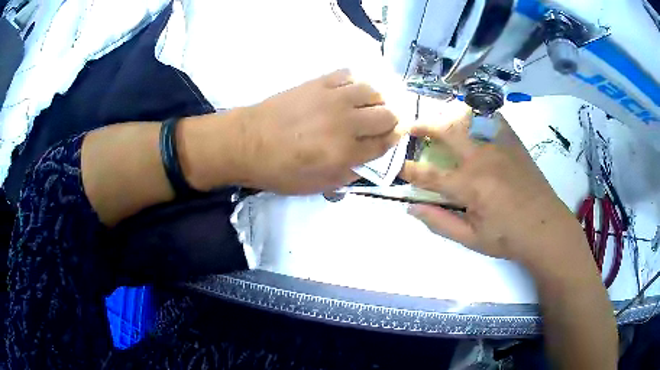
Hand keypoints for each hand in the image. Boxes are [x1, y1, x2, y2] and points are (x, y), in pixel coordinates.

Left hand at [235, 69, 401, 193]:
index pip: (384, 143)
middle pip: (386, 115)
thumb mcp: (314, 186)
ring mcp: (333, 98)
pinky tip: (353, 88)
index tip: (396, 135)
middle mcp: (345, 123)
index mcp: (345, 153)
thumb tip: (365, 164)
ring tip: (373, 103)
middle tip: (388, 121)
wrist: (247, 142)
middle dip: (394, 119)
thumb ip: (345, 176)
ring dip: (379, 98)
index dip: (394, 139)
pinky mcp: (318, 83)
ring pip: (373, 90)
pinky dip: (358, 80)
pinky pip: (349, 74)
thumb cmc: (278, 169)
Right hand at [400, 104, 585, 265]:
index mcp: (470, 185)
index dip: (410, 171)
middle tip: (411, 127)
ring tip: (440, 120)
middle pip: (446, 130)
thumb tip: (411, 208)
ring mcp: (499, 145)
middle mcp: (482, 158)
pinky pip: (492, 117)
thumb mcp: (471, 239)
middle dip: (423, 125)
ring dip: (448, 116)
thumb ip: (440, 222)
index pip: (430, 175)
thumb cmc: (508, 237)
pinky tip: (473, 119)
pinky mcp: (513, 142)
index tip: (399, 167)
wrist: (546, 227)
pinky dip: (477, 113)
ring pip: (468, 117)